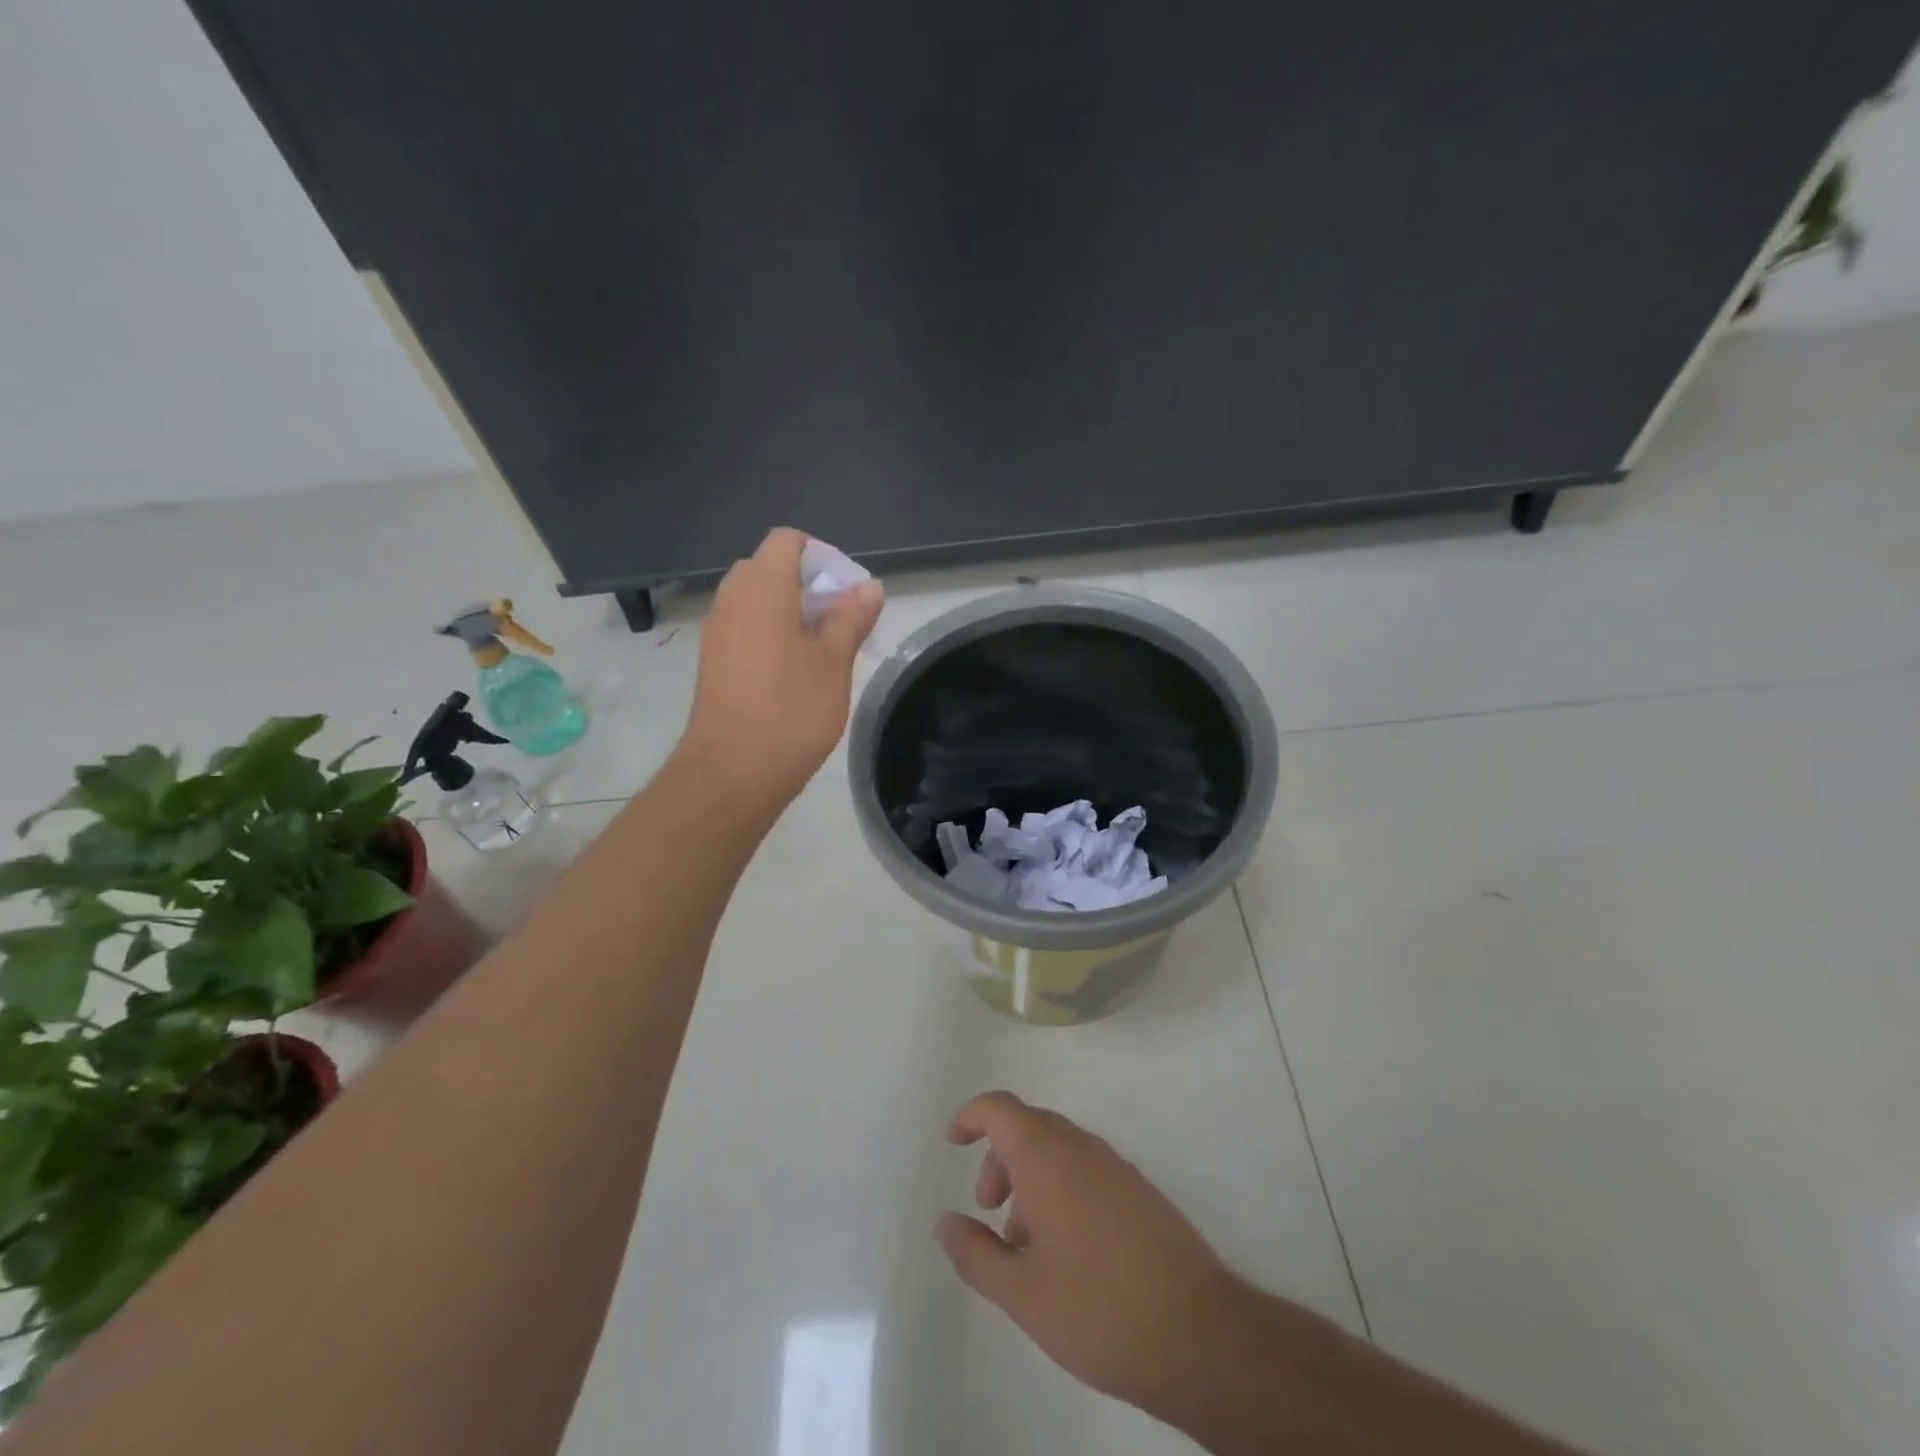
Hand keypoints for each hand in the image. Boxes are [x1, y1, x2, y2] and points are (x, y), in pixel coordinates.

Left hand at [681, 528, 883, 799]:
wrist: (733, 771)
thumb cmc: (792, 709)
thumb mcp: (834, 661)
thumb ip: (851, 617)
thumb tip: (869, 586)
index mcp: (762, 586)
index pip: (788, 541)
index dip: (822, 557)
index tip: (847, 594)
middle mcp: (732, 598)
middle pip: (771, 569)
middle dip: (809, 587)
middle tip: (840, 624)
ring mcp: (717, 631)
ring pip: (758, 602)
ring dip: (792, 614)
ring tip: (824, 653)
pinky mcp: (713, 661)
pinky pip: (746, 629)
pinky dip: (772, 636)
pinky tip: (795, 675)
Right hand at [936, 1091, 1252, 1428]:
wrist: (1199, 1334)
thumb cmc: (1097, 1308)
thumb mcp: (1021, 1293)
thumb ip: (976, 1253)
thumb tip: (946, 1222)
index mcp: (1047, 1156)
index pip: (1000, 1108)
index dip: (971, 1116)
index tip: (952, 1141)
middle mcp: (1082, 1148)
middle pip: (1029, 1126)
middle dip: (1000, 1156)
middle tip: (989, 1207)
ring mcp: (1117, 1167)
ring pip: (1060, 1149)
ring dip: (1031, 1177)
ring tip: (1024, 1242)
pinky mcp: (1141, 1193)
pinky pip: (1087, 1170)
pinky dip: (1061, 1189)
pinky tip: (1066, 1250)